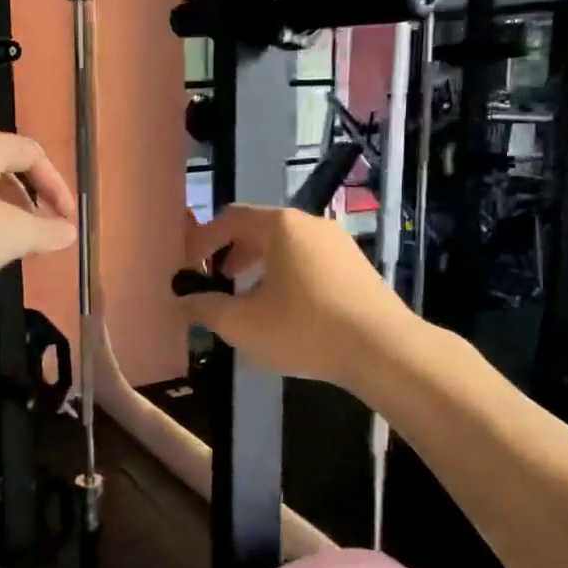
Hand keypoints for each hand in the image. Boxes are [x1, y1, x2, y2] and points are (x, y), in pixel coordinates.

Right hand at [178, 206, 412, 392]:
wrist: (384, 349)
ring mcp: (338, 242)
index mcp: (280, 226)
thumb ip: (207, 309)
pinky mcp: (356, 264)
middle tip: (219, 282)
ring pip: (287, 245)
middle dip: (232, 253)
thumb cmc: (306, 329)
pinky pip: (310, 259)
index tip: (189, 268)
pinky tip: (288, 309)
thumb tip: (184, 300)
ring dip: (260, 266)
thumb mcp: (244, 325)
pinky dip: (287, 274)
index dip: (203, 241)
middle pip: (259, 228)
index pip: (230, 219)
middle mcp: (310, 223)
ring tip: (250, 299)